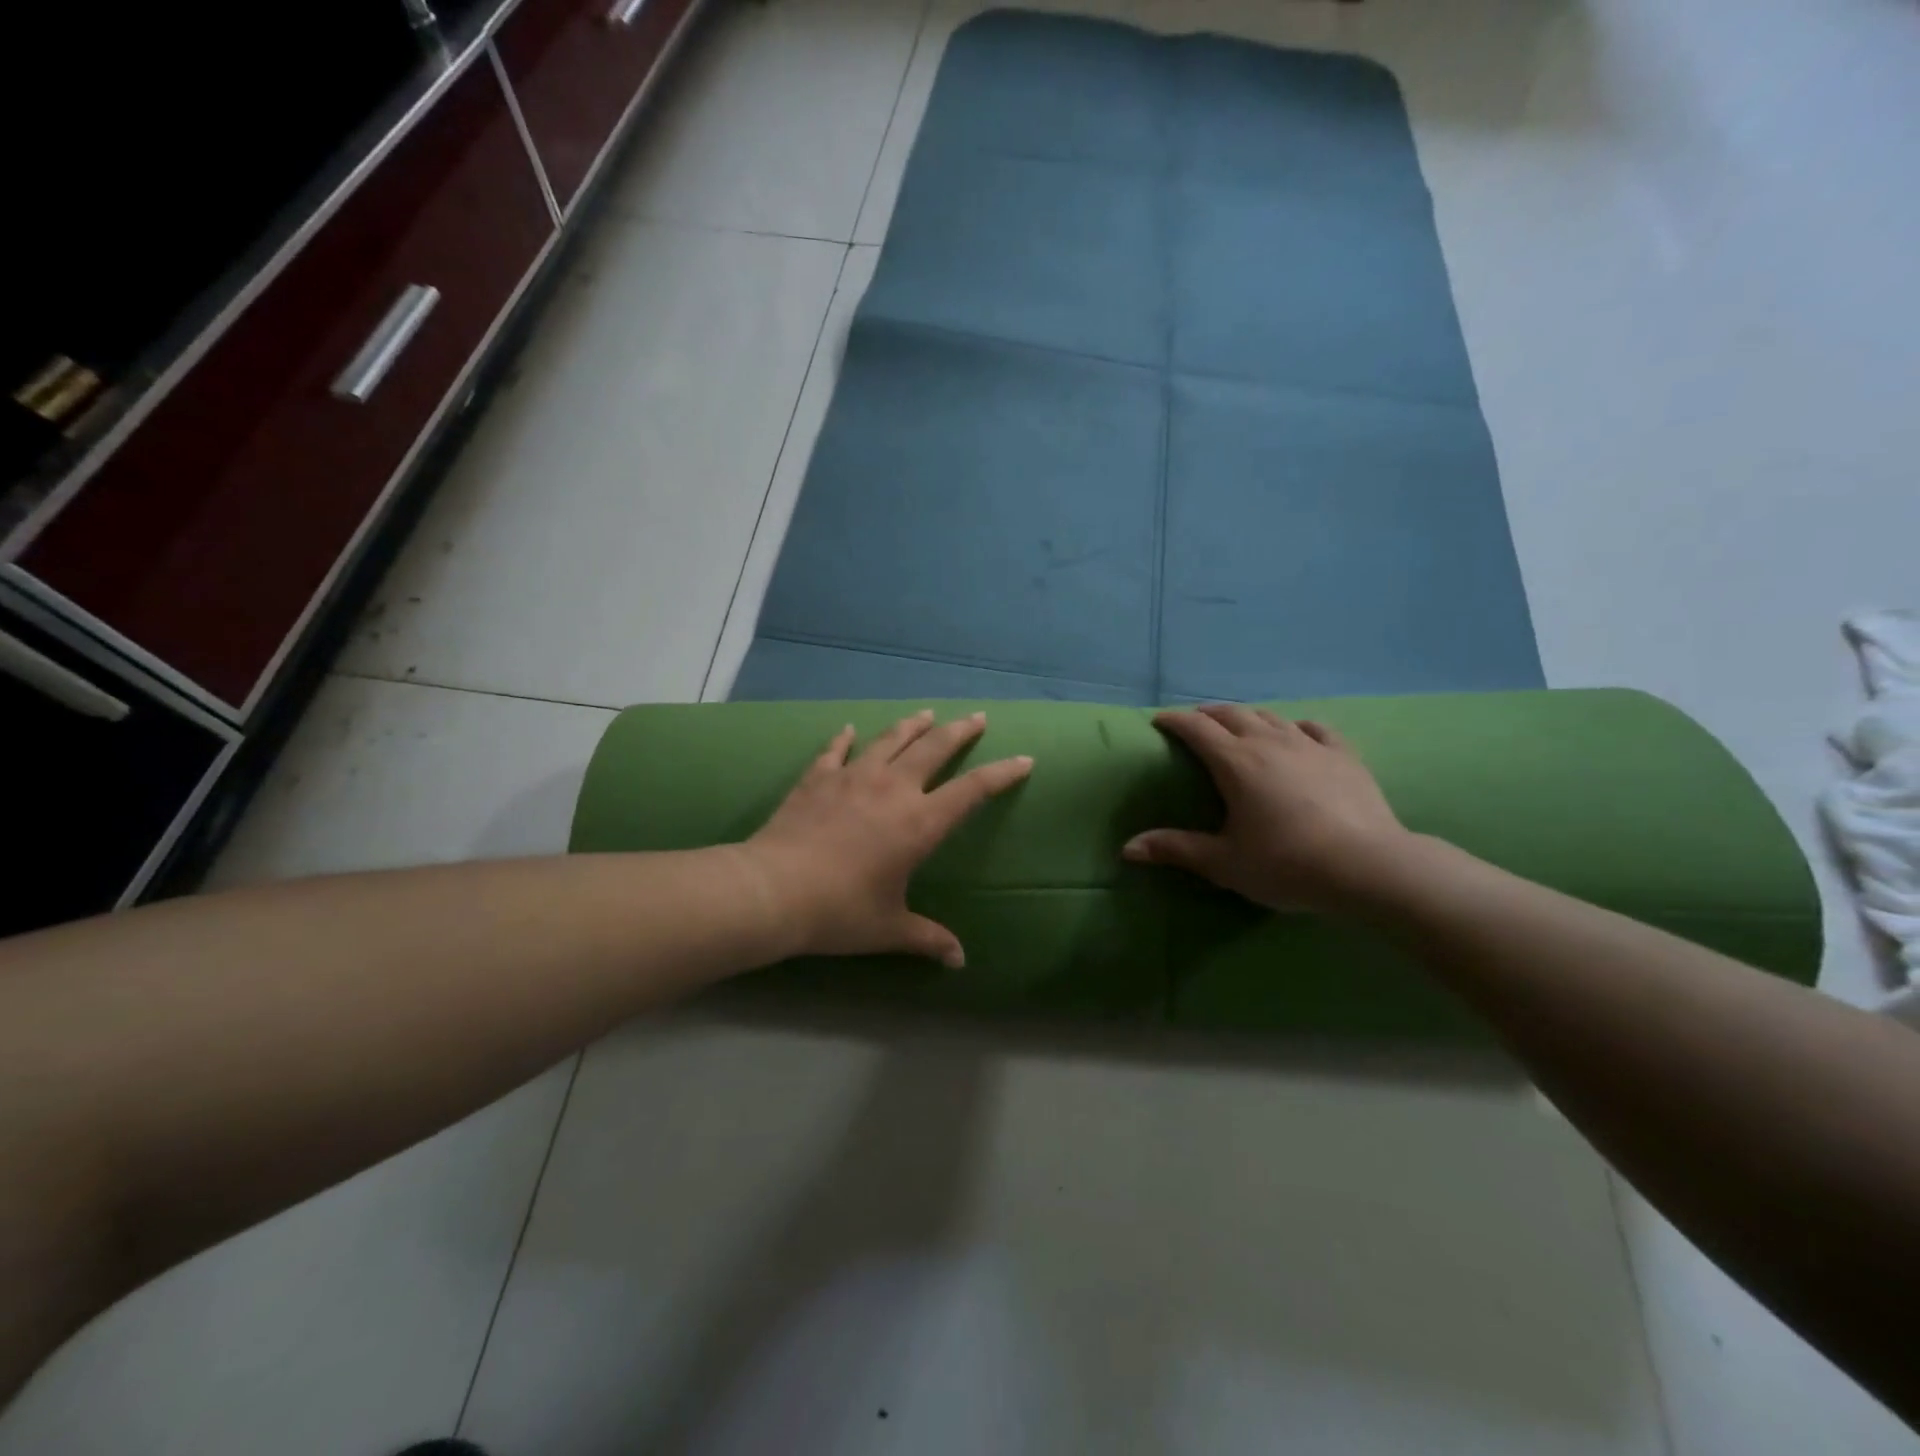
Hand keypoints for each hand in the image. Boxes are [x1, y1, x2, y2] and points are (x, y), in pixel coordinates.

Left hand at [744, 710, 1032, 966]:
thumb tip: (959, 960)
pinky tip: (847, 729)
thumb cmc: (841, 911)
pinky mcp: (818, 778)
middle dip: (960, 731)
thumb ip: (927, 939)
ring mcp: (853, 777)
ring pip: (890, 739)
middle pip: (935, 748)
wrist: (774, 890)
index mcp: (920, 822)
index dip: (1002, 774)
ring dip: (912, 725)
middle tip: (977, 716)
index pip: (973, 790)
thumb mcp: (890, 928)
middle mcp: (893, 789)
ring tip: (927, 713)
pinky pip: (835, 750)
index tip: (1024, 759)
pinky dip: (843, 739)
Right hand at [1123, 705, 1413, 912]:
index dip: (1174, 721)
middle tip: (1195, 724)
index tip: (1158, 721)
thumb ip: (1176, 849)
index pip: (1196, 728)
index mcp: (1235, 762)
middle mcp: (1269, 742)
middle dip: (1207, 714)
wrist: (1368, 867)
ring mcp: (1309, 744)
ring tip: (1238, 726)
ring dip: (1247, 716)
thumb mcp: (1224, 863)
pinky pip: (1313, 728)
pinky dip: (1295, 726)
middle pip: (1231, 713)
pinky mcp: (1343, 754)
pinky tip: (1295, 733)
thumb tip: (1127, 849)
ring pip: (1270, 716)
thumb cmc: (1286, 864)